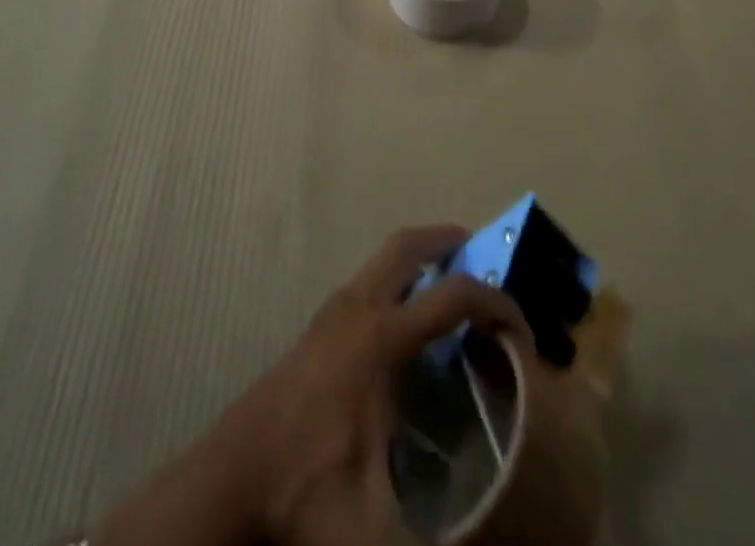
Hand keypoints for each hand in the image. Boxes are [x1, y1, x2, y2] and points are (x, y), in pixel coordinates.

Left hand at [239, 224, 531, 545]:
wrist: (232, 477)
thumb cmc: (306, 487)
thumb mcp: (375, 524)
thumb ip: (433, 540)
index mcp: (381, 339)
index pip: (454, 296)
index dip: (497, 305)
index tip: (522, 333)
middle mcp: (358, 307)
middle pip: (408, 245)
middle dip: (448, 240)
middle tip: (481, 253)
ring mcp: (333, 310)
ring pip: (383, 257)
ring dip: (420, 257)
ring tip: (450, 283)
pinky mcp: (318, 324)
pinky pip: (369, 279)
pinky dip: (397, 278)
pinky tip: (407, 321)